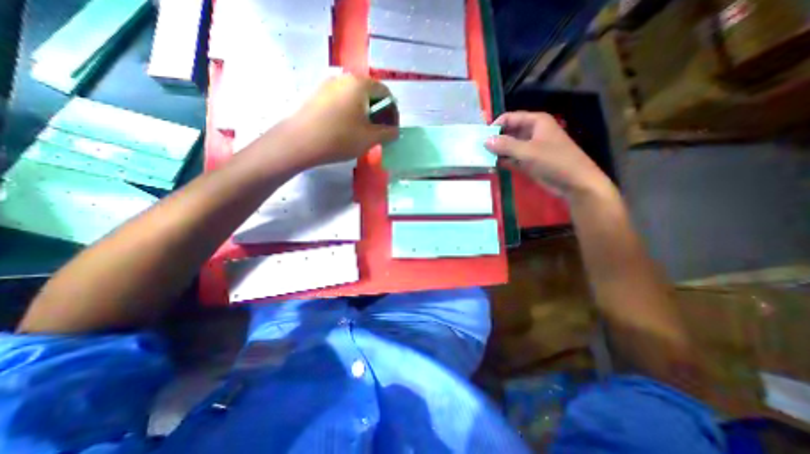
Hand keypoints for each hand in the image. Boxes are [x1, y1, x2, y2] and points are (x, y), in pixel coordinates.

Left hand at [287, 74, 399, 168]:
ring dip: (366, 113)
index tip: (392, 129)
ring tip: (365, 132)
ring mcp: (328, 85)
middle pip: (370, 93)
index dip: (393, 112)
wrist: (299, 142)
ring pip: (355, 97)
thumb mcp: (370, 138)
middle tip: (380, 132)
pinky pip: (342, 101)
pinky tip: (347, 129)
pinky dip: (351, 113)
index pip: (386, 93)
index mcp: (360, 84)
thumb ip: (388, 133)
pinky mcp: (317, 95)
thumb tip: (395, 131)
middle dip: (380, 113)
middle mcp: (344, 78)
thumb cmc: (340, 138)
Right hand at [484, 110, 611, 197]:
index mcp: (536, 122)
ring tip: (481, 157)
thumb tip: (485, 141)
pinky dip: (503, 161)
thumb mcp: (528, 151)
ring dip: (497, 152)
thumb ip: (505, 145)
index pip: (510, 118)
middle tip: (478, 149)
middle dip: (494, 139)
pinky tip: (492, 165)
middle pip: (508, 132)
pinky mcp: (528, 162)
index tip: (481, 138)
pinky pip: (512, 158)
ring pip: (509, 146)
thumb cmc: (554, 161)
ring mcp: (530, 148)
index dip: (495, 126)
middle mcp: (532, 132)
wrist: (574, 183)